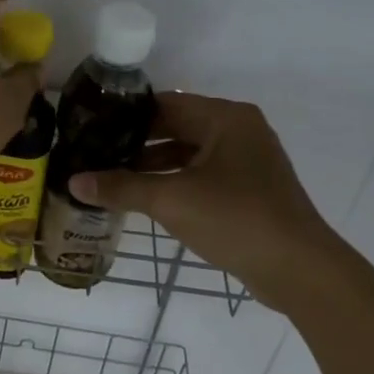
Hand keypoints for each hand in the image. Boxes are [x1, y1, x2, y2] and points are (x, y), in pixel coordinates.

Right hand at [67, 92, 350, 311]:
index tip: (90, 128)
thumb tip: (73, 181)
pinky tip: (146, 198)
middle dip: (135, 142)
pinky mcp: (249, 188)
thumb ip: (121, 188)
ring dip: (153, 165)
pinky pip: (202, 174)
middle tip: (94, 154)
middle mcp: (238, 130)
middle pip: (176, 126)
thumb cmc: (235, 219)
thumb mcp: (171, 201)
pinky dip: (174, 181)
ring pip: (188, 153)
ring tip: (111, 178)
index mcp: (225, 118)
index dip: (125, 116)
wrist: (300, 269)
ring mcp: (247, 160)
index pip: (163, 104)